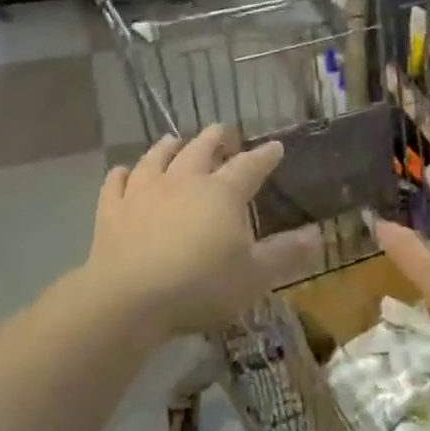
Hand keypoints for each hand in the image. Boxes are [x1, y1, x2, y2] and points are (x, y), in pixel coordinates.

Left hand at [87, 126, 284, 336]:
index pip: (249, 166)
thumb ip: (286, 254)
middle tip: (222, 130)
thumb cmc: (201, 286)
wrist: (129, 300)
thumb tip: (318, 234)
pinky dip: (121, 174)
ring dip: (168, 147)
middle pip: (201, 150)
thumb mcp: (254, 276)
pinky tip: (123, 171)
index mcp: (222, 194)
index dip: (265, 156)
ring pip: (157, 159)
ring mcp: (144, 193)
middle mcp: (184, 182)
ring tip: (174, 139)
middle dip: (214, 138)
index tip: (275, 146)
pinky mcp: (112, 211)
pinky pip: (116, 184)